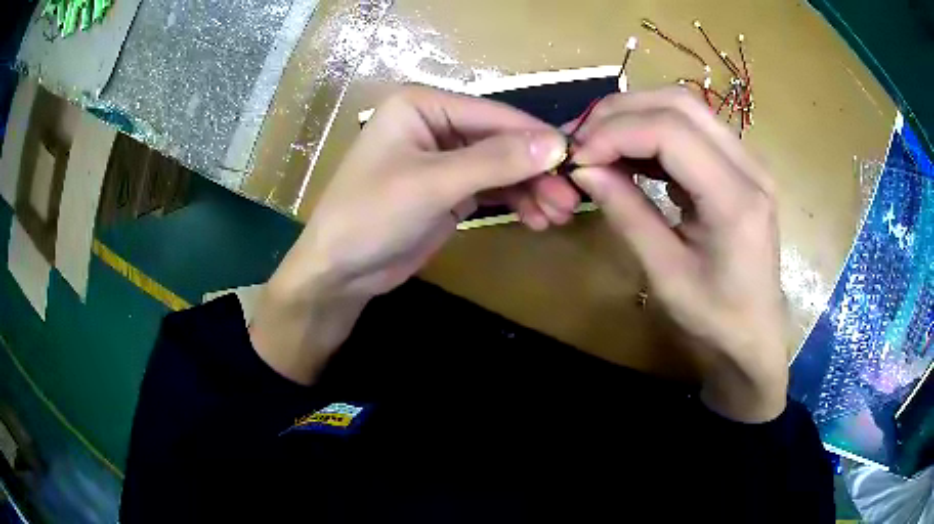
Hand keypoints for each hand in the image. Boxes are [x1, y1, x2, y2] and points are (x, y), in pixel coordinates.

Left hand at [250, 86, 575, 383]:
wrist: (339, 271)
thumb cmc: (371, 216)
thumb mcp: (432, 184)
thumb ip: (495, 161)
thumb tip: (556, 144)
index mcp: (422, 105)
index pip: (493, 115)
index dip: (536, 138)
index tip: (577, 161)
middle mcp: (436, 123)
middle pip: (501, 142)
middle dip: (536, 171)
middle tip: (570, 200)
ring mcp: (444, 157)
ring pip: (502, 166)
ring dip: (532, 189)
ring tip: (558, 216)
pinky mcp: (450, 189)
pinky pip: (493, 188)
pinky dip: (516, 201)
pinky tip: (537, 219)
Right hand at [569, 88, 787, 421]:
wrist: (756, 335)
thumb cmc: (715, 319)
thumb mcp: (665, 275)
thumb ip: (627, 214)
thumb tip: (583, 170)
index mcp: (736, 200)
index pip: (670, 132)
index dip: (615, 133)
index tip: (576, 157)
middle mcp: (749, 167)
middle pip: (679, 103)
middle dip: (620, 113)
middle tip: (581, 140)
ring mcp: (748, 162)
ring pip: (684, 107)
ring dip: (635, 116)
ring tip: (598, 144)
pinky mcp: (739, 166)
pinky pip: (692, 128)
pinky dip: (652, 131)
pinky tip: (629, 155)